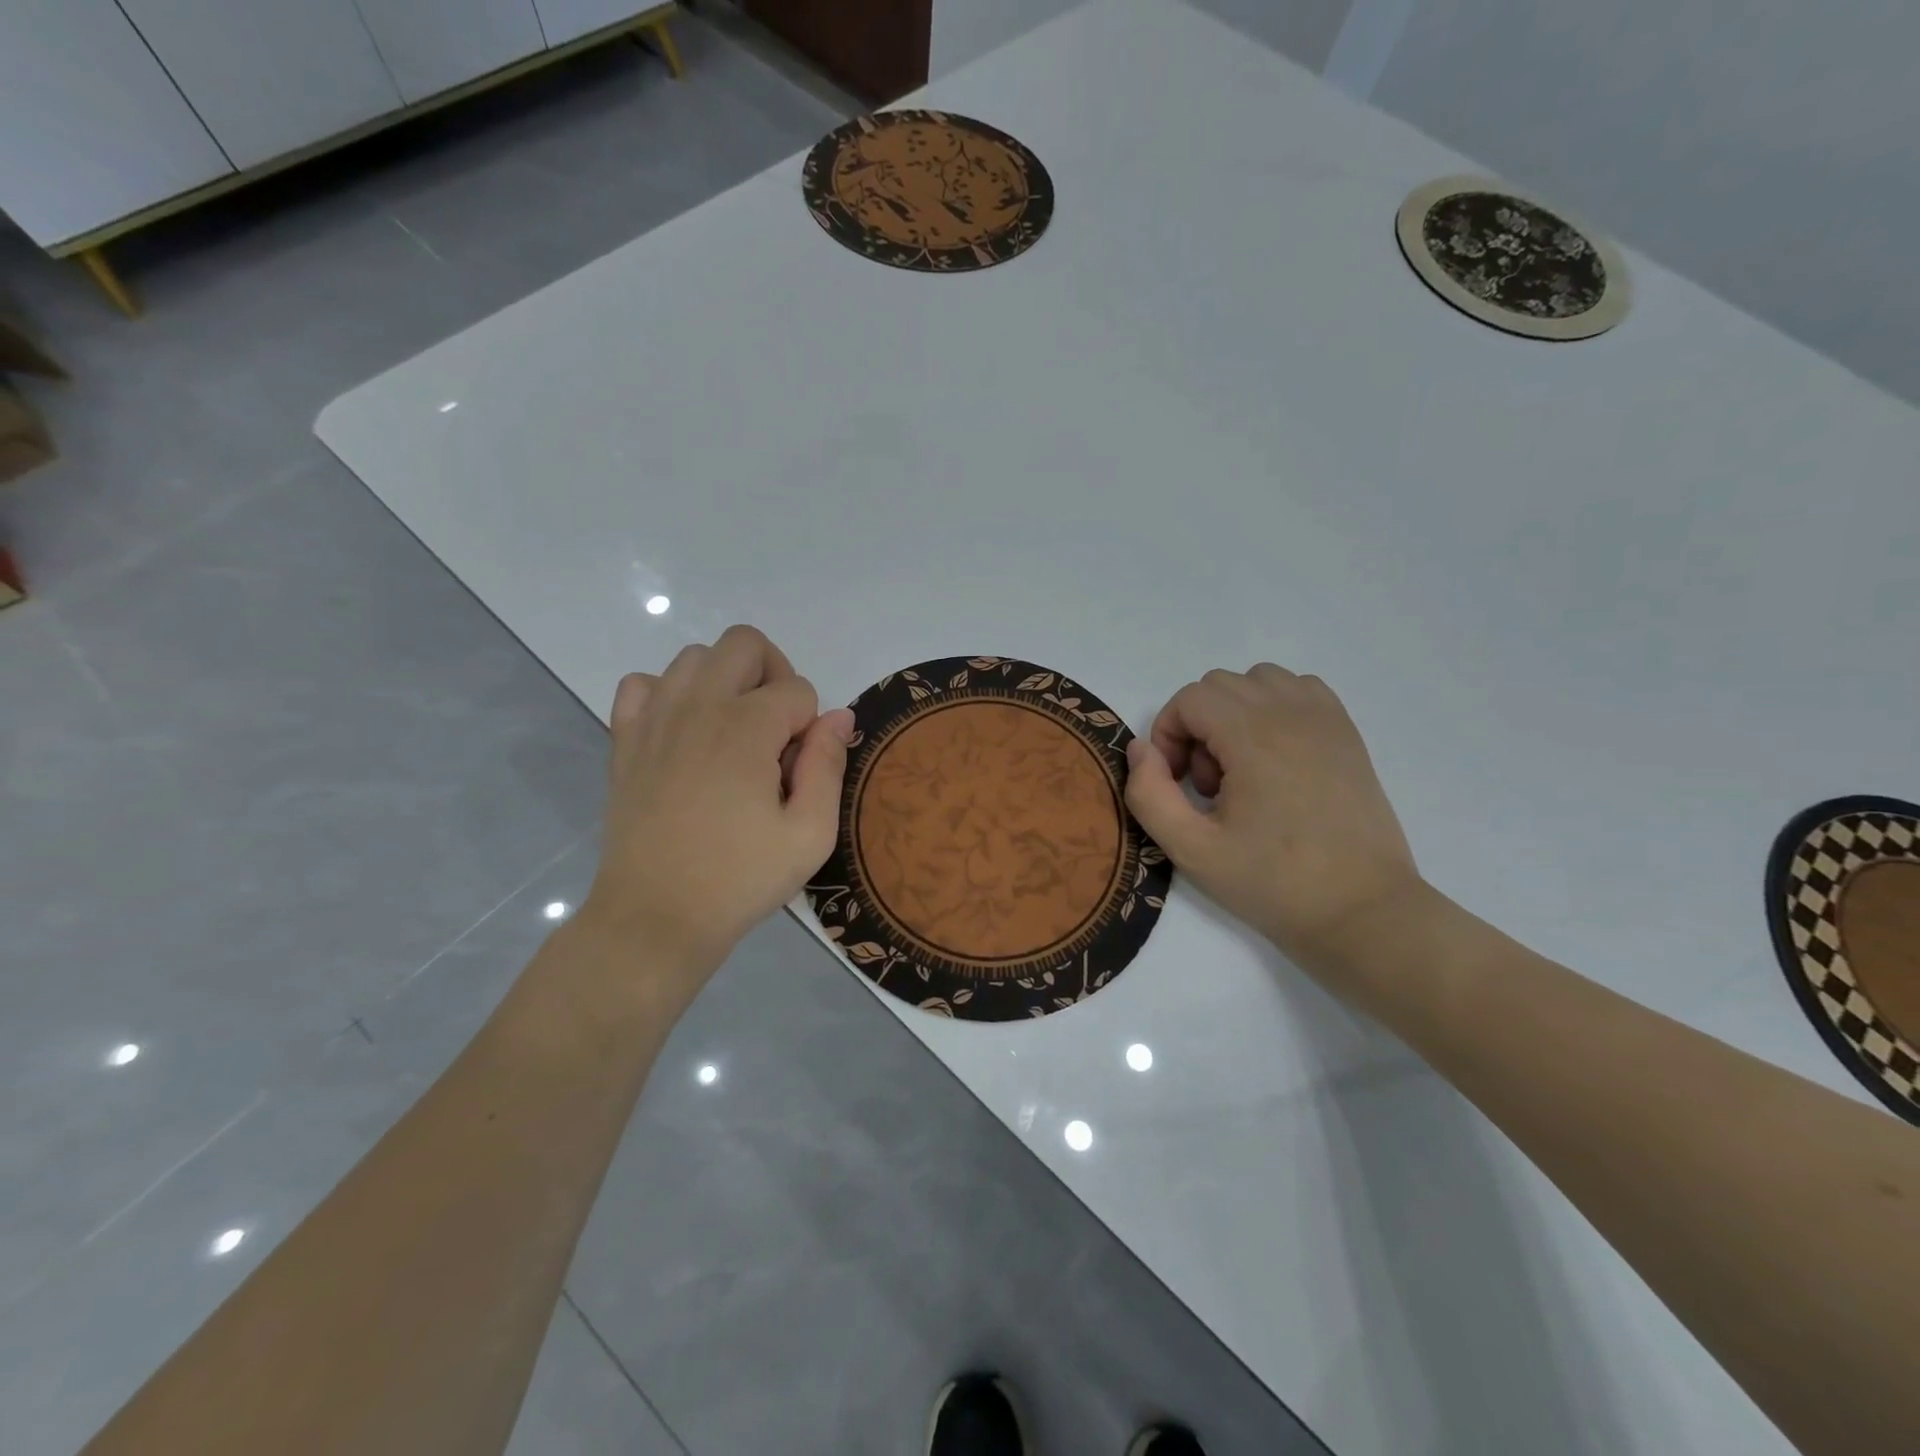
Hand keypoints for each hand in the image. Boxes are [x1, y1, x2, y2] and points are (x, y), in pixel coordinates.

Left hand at [582, 625, 853, 982]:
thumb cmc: (740, 878)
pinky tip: (684, 733)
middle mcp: (698, 706)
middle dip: (774, 675)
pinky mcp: (625, 739)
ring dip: (726, 680)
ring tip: (734, 732)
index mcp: (746, 727)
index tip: (797, 773)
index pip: (798, 689)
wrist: (655, 917)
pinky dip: (668, 694)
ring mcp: (654, 718)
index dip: (810, 726)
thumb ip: (828, 765)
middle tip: (777, 732)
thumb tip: (838, 715)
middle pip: (745, 644)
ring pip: (695, 656)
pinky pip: (643, 684)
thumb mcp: (810, 834)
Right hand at [1124, 664, 1422, 962]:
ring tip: (1243, 769)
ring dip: (1235, 713)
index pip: (1189, 698)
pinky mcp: (1347, 733)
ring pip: (1259, 680)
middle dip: (1198, 727)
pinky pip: (1299, 690)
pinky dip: (1275, 708)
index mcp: (1253, 737)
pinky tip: (1275, 756)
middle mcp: (1291, 713)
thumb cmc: (1273, 883)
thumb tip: (1141, 749)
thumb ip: (1149, 795)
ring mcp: (1325, 719)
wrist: (1361, 910)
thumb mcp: (1192, 850)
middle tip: (1209, 785)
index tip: (1178, 783)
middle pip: (1219, 685)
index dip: (1168, 734)